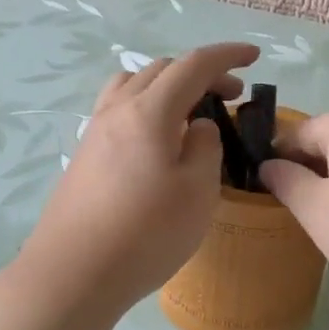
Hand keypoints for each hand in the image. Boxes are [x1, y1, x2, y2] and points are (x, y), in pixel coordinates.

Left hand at [18, 43, 259, 314]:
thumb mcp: (197, 191)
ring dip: (168, 86)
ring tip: (190, 112)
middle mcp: (118, 110)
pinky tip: (157, 141)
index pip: (193, 65)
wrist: (73, 274)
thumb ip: (206, 147)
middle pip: (161, 69)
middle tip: (231, 97)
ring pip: (134, 85)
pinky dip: (147, 107)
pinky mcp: (85, 155)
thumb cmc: (146, 233)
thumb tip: (198, 126)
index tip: (255, 56)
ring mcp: (95, 131)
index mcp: (149, 111)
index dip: (227, 56)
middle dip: (201, 73)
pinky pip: (119, 109)